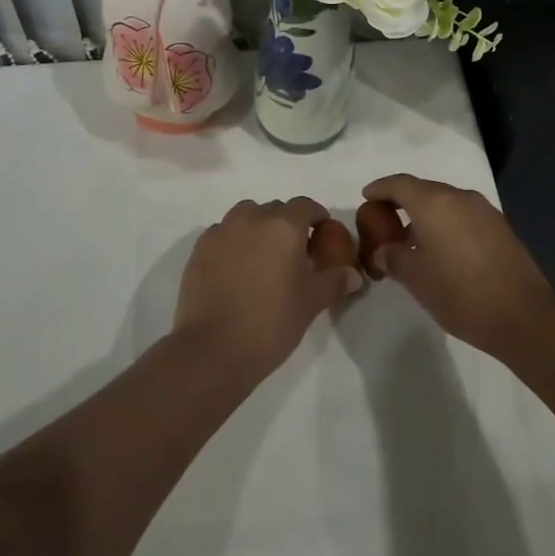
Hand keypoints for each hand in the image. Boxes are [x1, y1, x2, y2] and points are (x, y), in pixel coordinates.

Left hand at [174, 198, 364, 381]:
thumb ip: (335, 281)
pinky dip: (234, 242)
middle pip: (276, 209)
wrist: (213, 349)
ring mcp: (222, 230)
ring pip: (246, 216)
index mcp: (283, 225)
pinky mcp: (200, 248)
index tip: (323, 237)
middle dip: (288, 224)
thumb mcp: (312, 302)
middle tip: (295, 254)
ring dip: (258, 228)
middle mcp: (252, 218)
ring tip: (263, 258)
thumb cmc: (271, 322)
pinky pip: (223, 233)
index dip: (318, 218)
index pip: (306, 206)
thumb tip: (354, 274)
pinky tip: (236, 269)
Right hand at [361, 174, 554, 354]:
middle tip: (385, 222)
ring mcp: (484, 210)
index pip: (399, 184)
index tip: (366, 197)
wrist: (522, 316)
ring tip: (412, 240)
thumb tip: (385, 250)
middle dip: (402, 202)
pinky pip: (464, 216)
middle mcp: (460, 197)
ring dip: (426, 214)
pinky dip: (447, 224)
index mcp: (434, 202)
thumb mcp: (416, 278)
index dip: (380, 188)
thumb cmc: (460, 293)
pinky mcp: (500, 227)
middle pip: (424, 190)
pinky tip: (442, 249)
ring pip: (446, 203)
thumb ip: (394, 258)